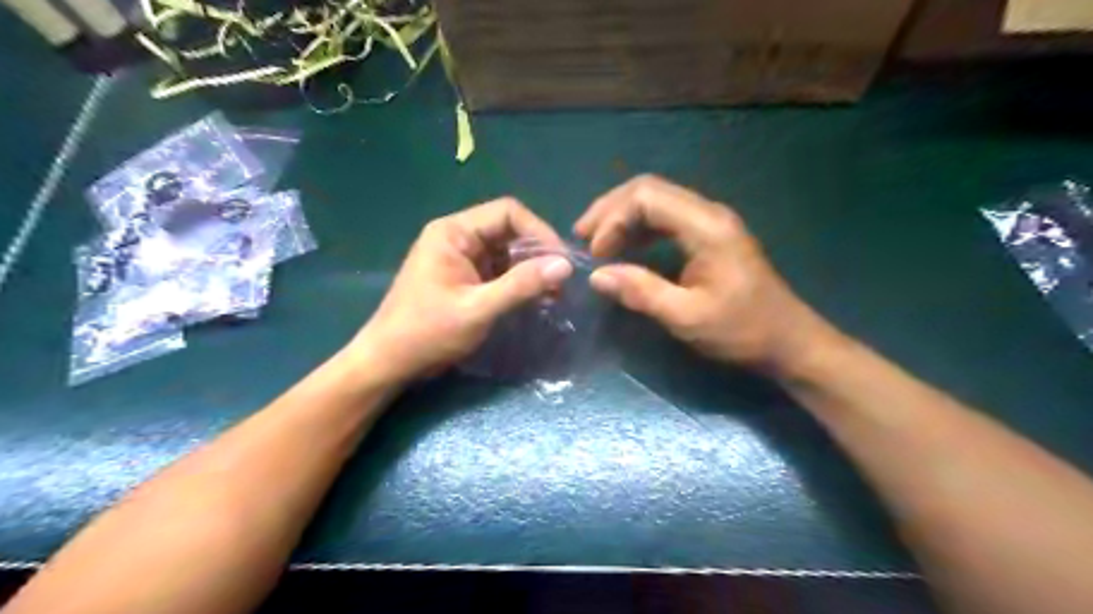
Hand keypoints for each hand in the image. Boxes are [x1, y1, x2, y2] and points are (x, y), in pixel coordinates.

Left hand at [350, 198, 574, 385]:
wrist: (390, 362)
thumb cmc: (427, 332)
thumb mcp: (478, 308)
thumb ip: (521, 285)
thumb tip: (565, 266)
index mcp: (453, 232)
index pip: (507, 213)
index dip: (539, 232)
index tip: (561, 261)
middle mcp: (458, 237)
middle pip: (509, 231)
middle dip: (537, 253)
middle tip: (561, 281)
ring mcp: (461, 258)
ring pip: (507, 252)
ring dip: (531, 270)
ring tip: (553, 294)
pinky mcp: (465, 278)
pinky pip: (499, 270)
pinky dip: (518, 282)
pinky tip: (535, 300)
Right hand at [575, 173, 839, 373]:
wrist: (789, 341)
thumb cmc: (742, 331)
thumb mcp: (687, 317)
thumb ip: (641, 292)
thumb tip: (597, 276)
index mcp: (706, 227)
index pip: (647, 197)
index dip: (612, 219)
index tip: (594, 254)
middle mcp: (708, 213)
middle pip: (649, 190)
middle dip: (610, 210)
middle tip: (581, 237)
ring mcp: (711, 222)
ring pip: (656, 201)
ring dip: (622, 217)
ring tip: (595, 242)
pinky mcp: (709, 235)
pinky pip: (666, 218)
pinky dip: (639, 228)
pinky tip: (624, 248)